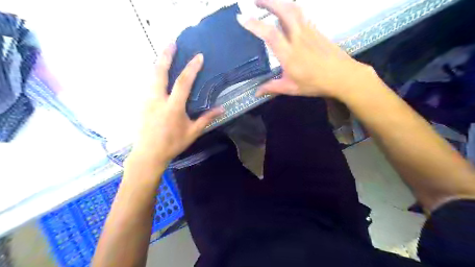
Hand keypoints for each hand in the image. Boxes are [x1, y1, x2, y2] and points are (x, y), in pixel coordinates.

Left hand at [128, 45, 224, 167]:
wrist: (148, 154)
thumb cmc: (172, 144)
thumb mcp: (192, 132)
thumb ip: (206, 119)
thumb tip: (222, 109)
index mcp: (172, 107)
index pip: (183, 83)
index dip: (191, 68)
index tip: (198, 56)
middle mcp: (157, 99)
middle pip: (160, 72)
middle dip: (166, 55)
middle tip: (171, 42)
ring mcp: (147, 100)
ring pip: (151, 76)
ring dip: (159, 63)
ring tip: (165, 54)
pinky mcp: (141, 104)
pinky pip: (148, 84)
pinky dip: (154, 75)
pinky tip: (159, 74)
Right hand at [238, 0, 374, 99]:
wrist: (342, 76)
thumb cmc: (315, 83)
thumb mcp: (291, 89)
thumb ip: (272, 88)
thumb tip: (256, 93)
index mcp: (289, 54)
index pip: (270, 34)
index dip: (254, 24)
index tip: (241, 17)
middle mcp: (298, 37)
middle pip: (283, 10)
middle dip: (268, 1)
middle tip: (255, 0)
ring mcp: (308, 31)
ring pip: (293, 8)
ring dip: (279, 2)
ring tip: (269, 3)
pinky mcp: (316, 30)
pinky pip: (301, 14)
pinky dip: (290, 9)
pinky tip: (286, 13)